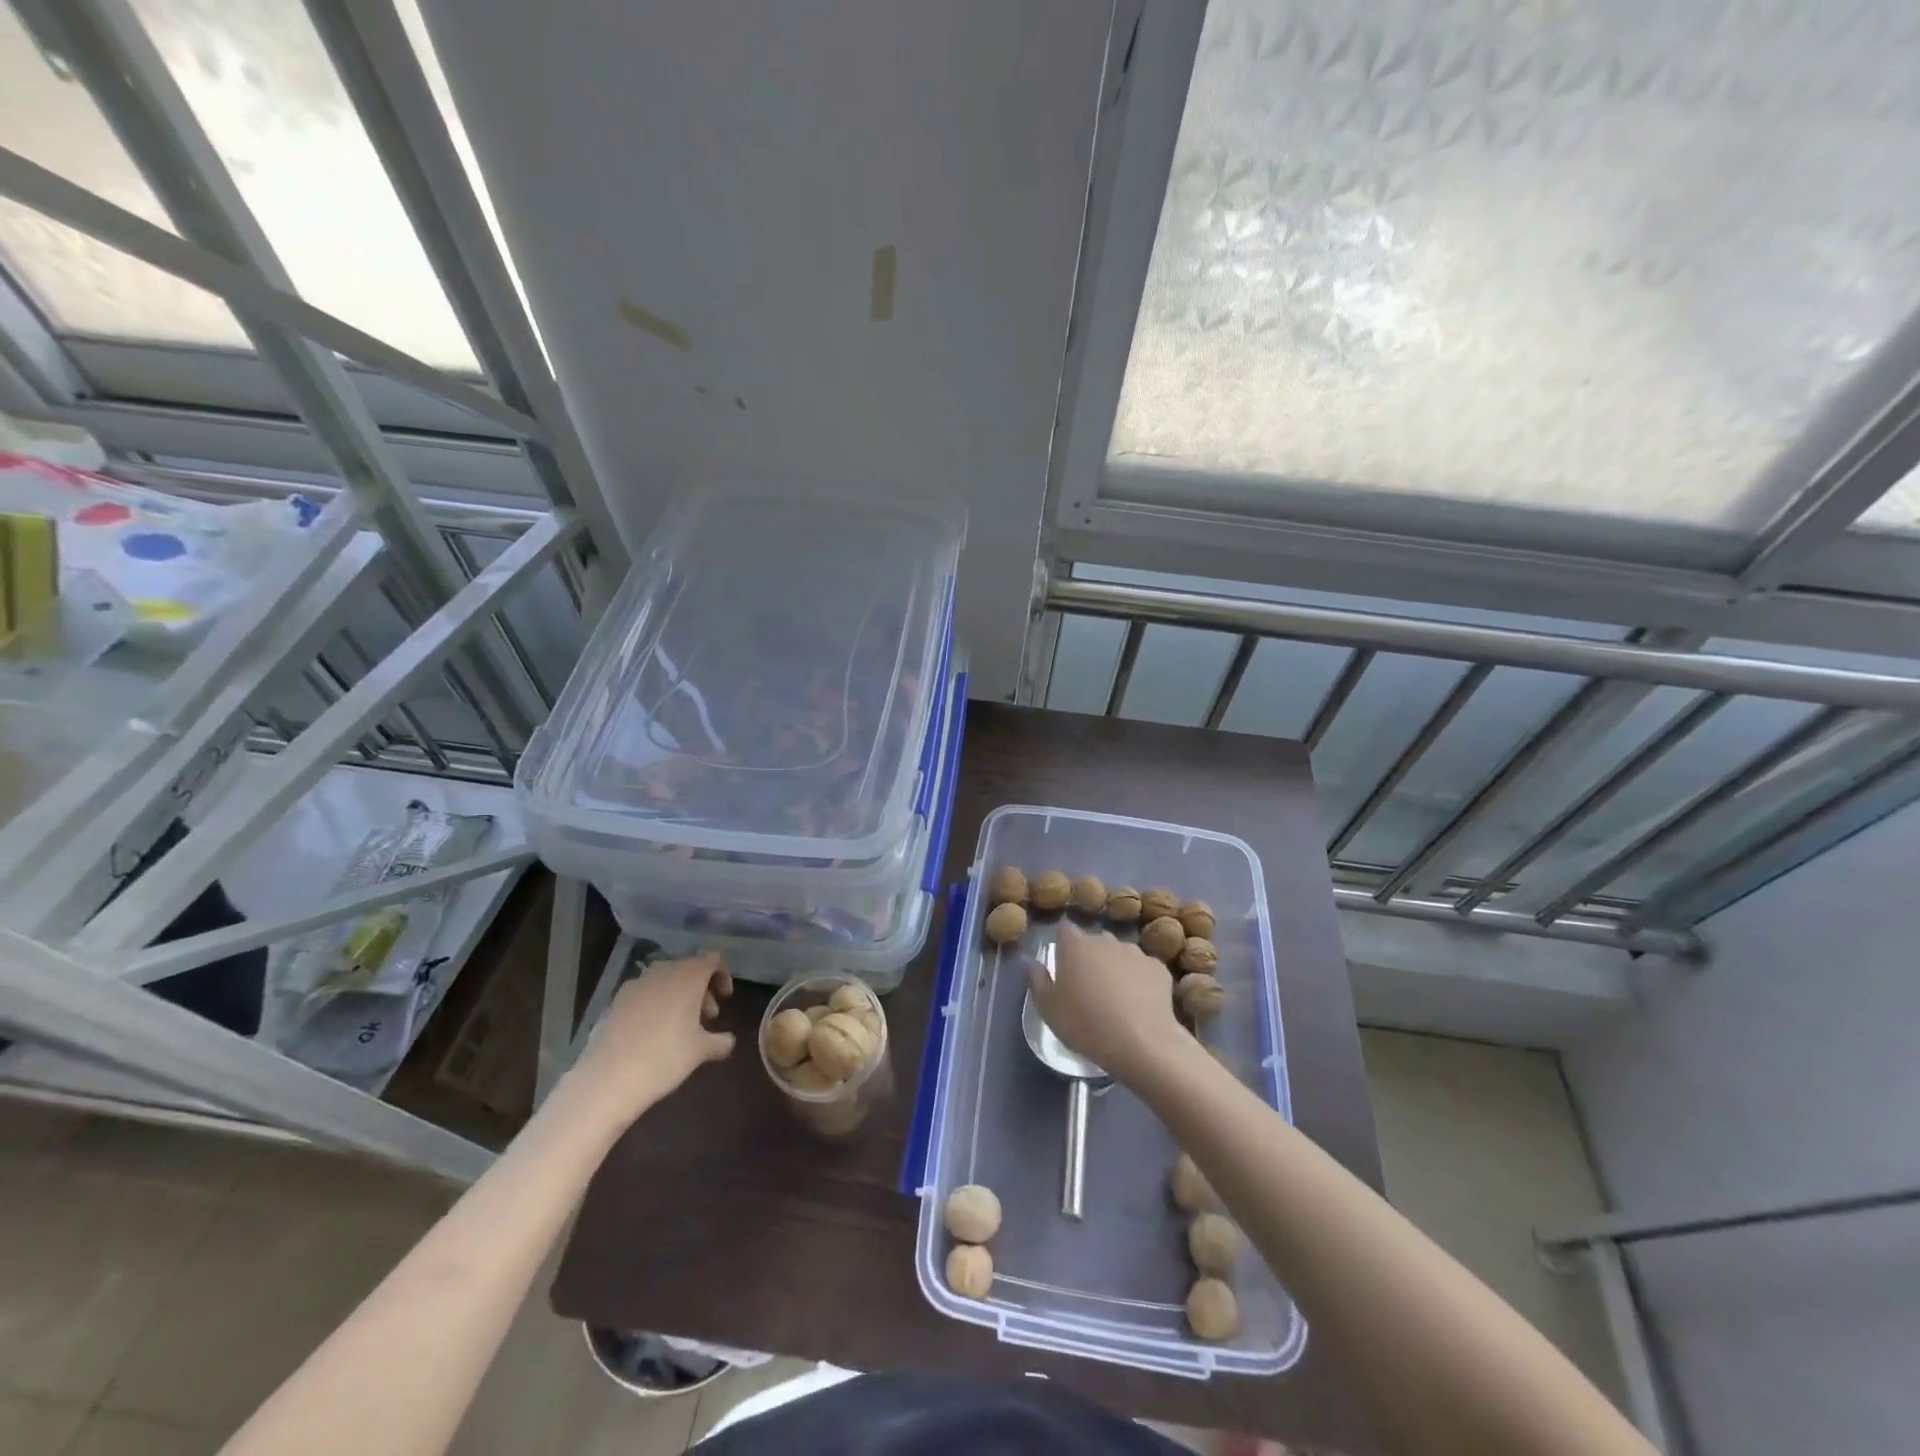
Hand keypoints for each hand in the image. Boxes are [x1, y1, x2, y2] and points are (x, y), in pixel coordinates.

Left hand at [571, 952, 734, 1117]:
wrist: (608, 1079)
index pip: (712, 960)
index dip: (722, 976)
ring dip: (677, 996)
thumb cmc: (664, 1058)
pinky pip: (643, 995)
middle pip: (688, 969)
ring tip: (680, 1026)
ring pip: (664, 981)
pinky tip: (653, 1034)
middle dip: (700, 989)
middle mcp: (662, 972)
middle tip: (707, 1016)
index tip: (725, 999)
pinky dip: (654, 1005)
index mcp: (688, 976)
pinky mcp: (615, 1002)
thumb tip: (728, 1040)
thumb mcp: (700, 1051)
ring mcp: (635, 986)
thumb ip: (720, 1041)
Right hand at [1025, 921, 1179, 1083]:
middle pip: (1093, 941)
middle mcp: (1105, 940)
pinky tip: (1139, 1004)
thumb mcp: (1048, 1008)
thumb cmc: (1085, 1024)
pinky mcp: (1159, 968)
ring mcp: (1135, 952)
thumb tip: (1030, 961)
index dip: (1062, 945)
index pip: (1064, 930)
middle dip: (1089, 957)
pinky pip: (1143, 969)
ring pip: (1119, 953)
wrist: (1142, 1043)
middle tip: (1087, 987)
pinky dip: (1139, 980)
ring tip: (1116, 998)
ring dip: (1115, 967)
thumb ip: (1036, 979)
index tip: (1063, 966)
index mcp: (1075, 945)